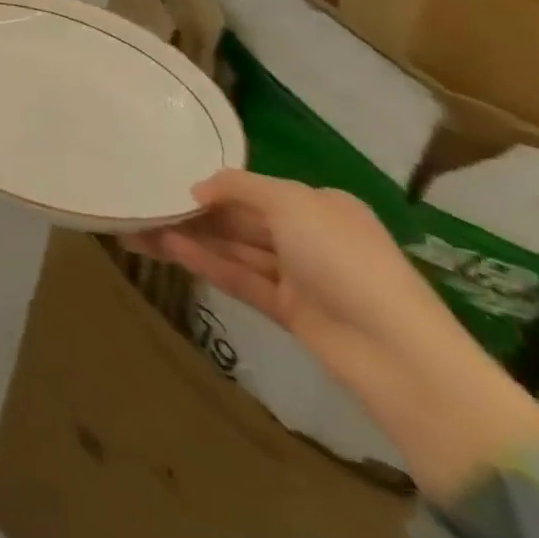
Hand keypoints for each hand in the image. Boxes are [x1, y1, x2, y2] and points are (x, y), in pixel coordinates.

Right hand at [127, 170, 538, 500]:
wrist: (401, 358)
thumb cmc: (347, 261)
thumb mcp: (292, 204)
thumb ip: (239, 188)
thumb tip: (197, 189)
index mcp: (319, 205)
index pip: (255, 189)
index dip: (212, 184)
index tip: (167, 179)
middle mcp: (309, 236)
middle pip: (239, 218)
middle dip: (192, 212)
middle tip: (140, 203)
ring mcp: (299, 277)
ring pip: (232, 248)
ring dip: (188, 238)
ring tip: (137, 228)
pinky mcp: (290, 312)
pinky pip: (238, 277)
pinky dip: (204, 263)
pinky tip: (166, 248)